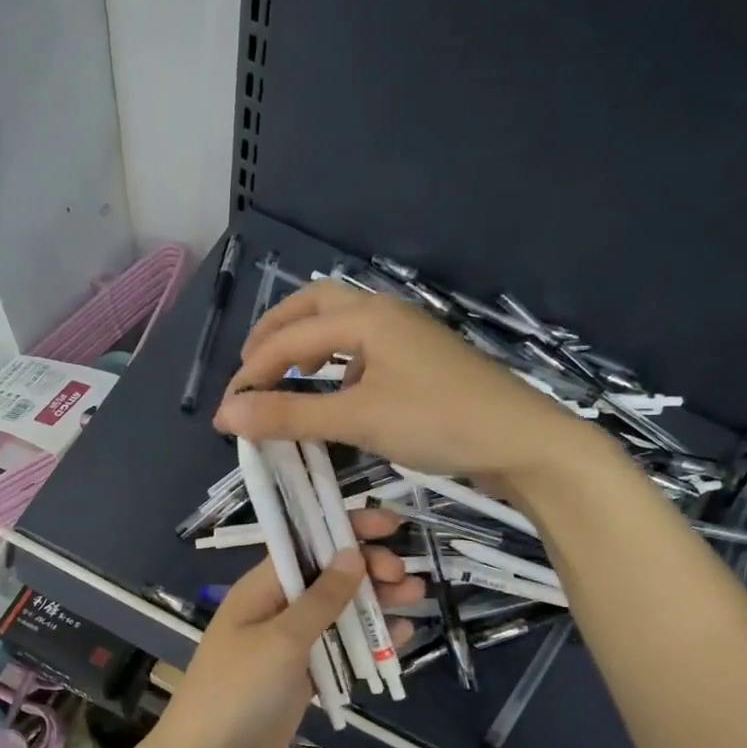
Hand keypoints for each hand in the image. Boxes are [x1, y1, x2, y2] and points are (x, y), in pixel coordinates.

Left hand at [143, 508, 419, 747]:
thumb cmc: (237, 691)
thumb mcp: (281, 640)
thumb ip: (321, 599)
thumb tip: (352, 553)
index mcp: (263, 589)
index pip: (309, 544)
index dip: (348, 529)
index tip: (392, 525)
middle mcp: (278, 610)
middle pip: (330, 578)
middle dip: (369, 570)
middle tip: (405, 579)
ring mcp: (291, 646)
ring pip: (340, 614)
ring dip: (376, 604)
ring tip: (416, 597)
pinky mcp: (304, 679)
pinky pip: (341, 652)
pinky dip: (369, 644)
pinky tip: (403, 637)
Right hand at [213, 281, 579, 483]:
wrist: (521, 442)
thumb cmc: (439, 423)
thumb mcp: (358, 420)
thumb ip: (290, 416)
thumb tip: (225, 415)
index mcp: (366, 317)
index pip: (290, 337)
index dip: (252, 373)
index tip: (226, 412)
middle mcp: (385, 314)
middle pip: (315, 305)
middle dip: (276, 333)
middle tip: (250, 368)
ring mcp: (408, 336)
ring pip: (343, 324)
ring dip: (307, 342)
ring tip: (286, 374)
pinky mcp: (422, 360)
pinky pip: (365, 347)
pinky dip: (337, 361)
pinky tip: (337, 390)